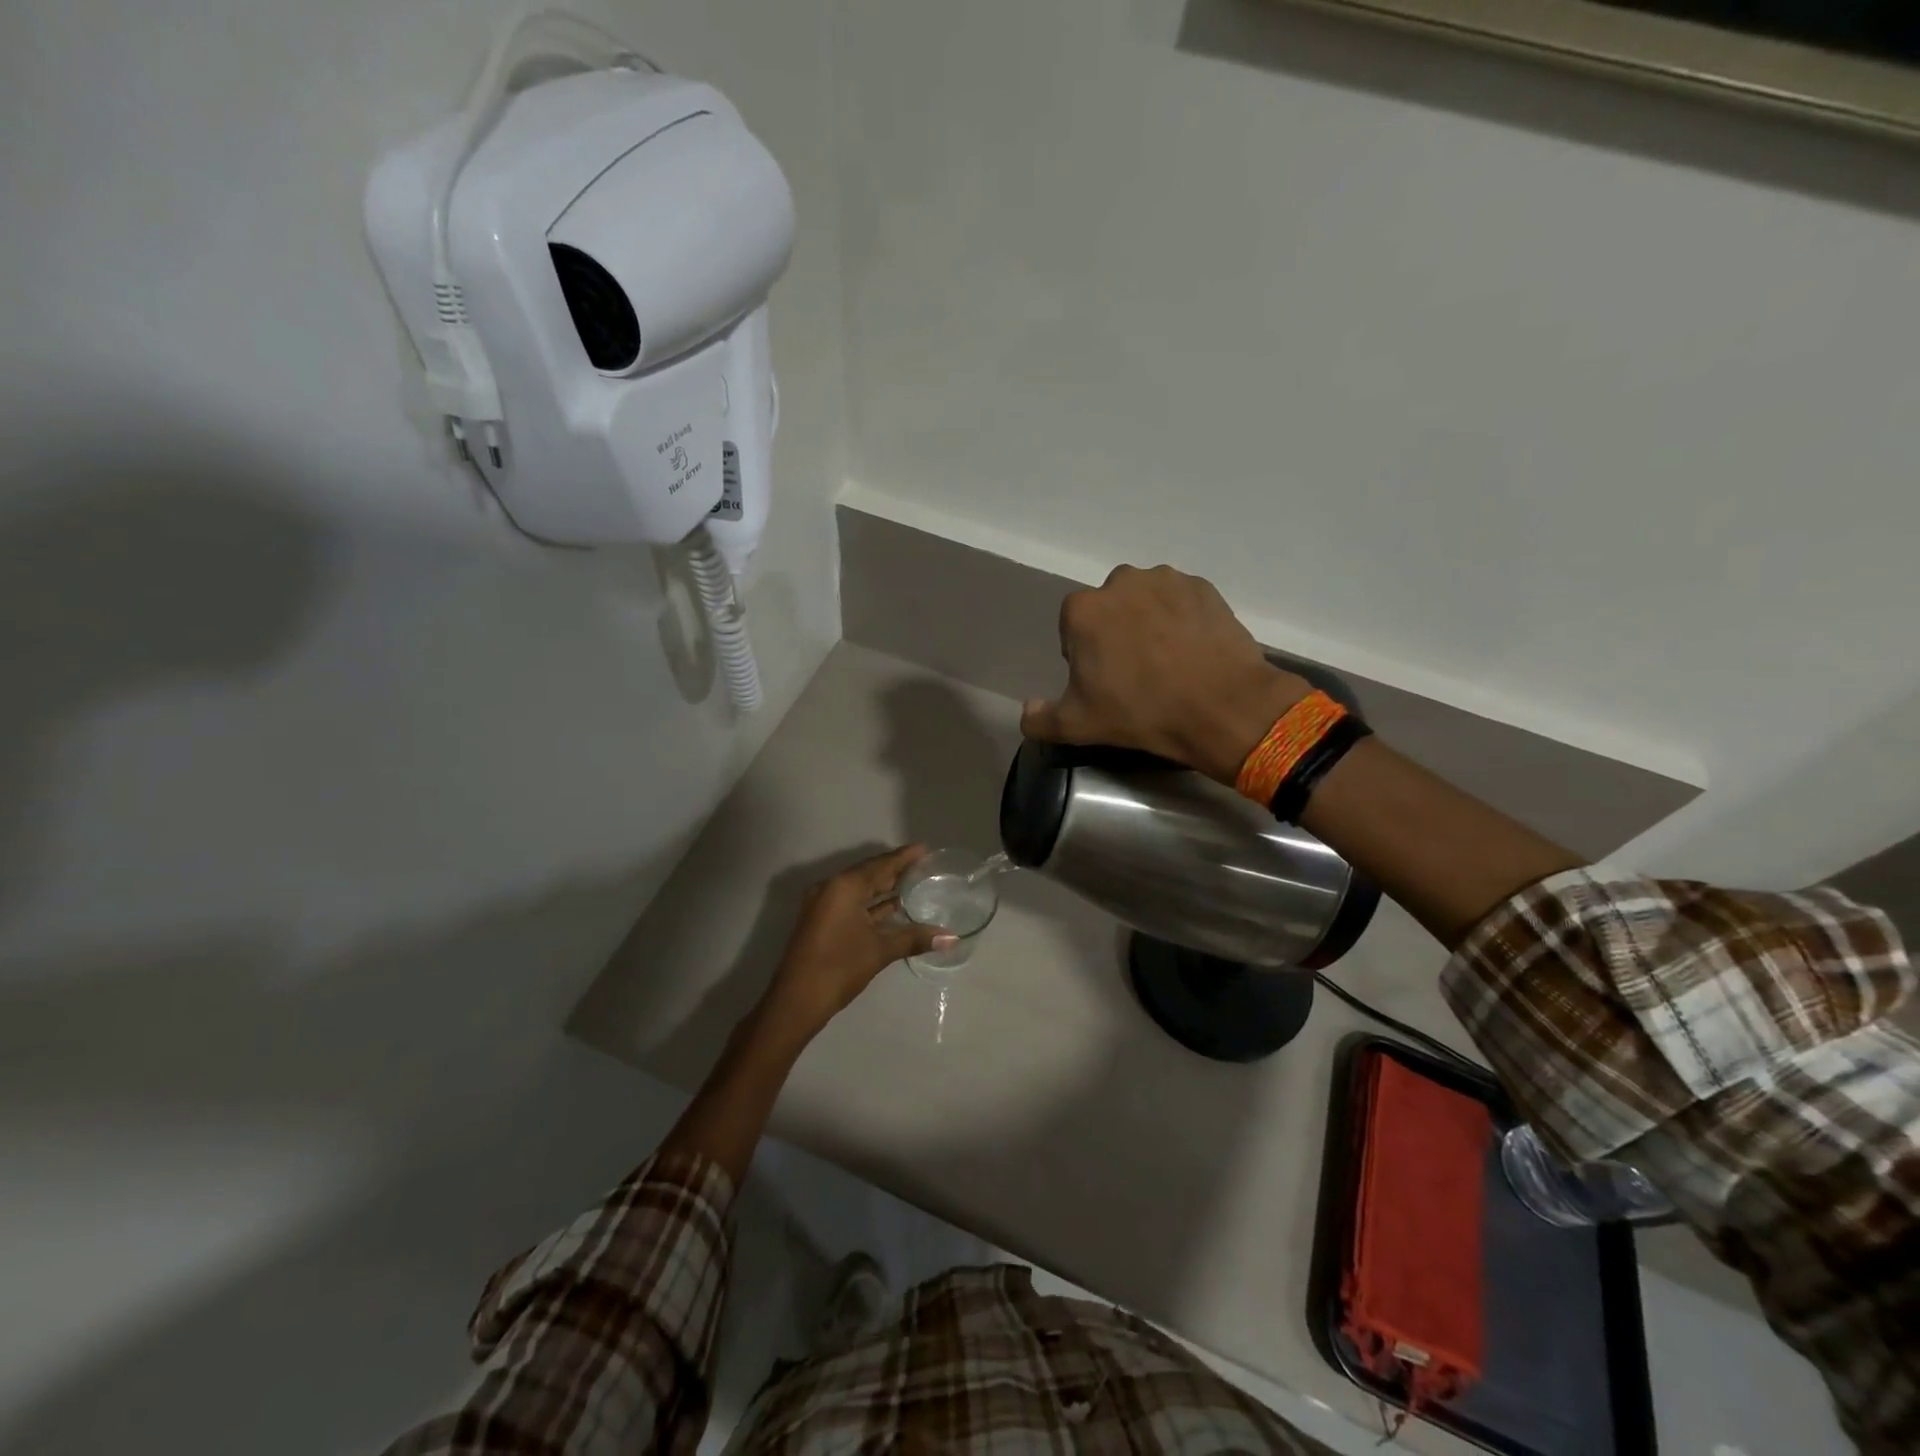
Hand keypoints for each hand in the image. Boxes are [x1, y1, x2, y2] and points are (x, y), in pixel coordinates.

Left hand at [758, 846, 953, 1040]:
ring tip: (914, 884)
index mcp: (844, 886)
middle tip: (924, 866)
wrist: (795, 1002)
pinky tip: (893, 908)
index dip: (904, 857)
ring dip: (883, 888)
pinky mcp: (821, 921)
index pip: (880, 865)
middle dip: (895, 871)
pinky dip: (871, 904)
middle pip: (869, 874)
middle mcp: (831, 888)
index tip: (925, 848)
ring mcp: (822, 905)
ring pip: (859, 890)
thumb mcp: (880, 951)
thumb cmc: (839, 968)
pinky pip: (851, 903)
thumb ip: (915, 939)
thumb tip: (952, 938)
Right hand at [1020, 565, 1308, 783]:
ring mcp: (1166, 580)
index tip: (1101, 681)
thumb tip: (1027, 709)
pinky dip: (1182, 620)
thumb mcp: (1079, 725)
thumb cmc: (1141, 712)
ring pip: (1146, 601)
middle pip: (1109, 609)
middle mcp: (1121, 582)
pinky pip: (1181, 602)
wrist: (1221, 706)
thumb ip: (1041, 719)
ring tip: (1167, 661)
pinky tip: (1192, 652)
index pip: (1072, 627)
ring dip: (1149, 622)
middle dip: (1115, 632)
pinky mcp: (1204, 588)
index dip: (1083, 655)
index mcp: (1083, 610)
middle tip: (1135, 672)